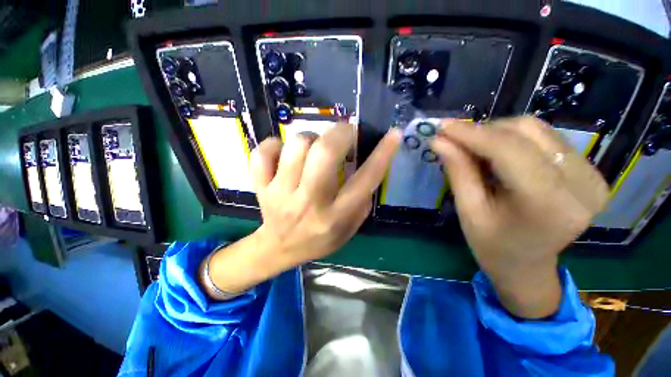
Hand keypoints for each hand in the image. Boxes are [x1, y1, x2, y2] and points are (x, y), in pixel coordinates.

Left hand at [202, 124, 400, 296]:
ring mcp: (280, 193)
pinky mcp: (261, 187)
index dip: (383, 154)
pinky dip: (275, 145)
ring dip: (311, 138)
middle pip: (324, 153)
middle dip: (341, 133)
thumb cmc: (319, 239)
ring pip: (297, 146)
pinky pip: (263, 153)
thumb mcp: (349, 228)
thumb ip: (362, 200)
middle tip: (346, 133)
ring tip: (315, 147)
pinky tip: (284, 153)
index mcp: (335, 216)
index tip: (393, 135)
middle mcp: (309, 203)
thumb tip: (369, 164)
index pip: (365, 180)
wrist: (279, 248)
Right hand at [431, 116, 608, 317]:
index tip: (442, 126)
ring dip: (497, 133)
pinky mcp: (590, 171)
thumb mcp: (468, 211)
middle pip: (527, 132)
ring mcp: (592, 176)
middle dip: (483, 131)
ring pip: (537, 130)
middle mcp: (581, 184)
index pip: (509, 150)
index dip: (471, 133)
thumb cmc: (492, 246)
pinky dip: (514, 139)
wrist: (527, 265)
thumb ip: (457, 172)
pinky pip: (546, 138)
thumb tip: (439, 141)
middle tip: (454, 139)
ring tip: (473, 148)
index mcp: (549, 204)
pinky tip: (497, 153)